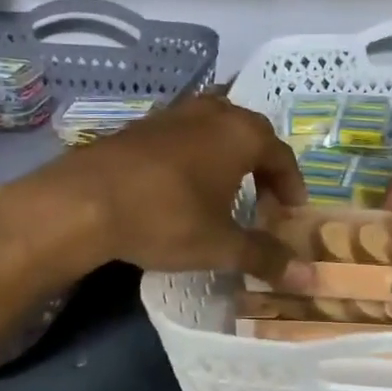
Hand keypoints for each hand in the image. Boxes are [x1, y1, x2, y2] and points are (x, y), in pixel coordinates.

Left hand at [2, 93, 317, 289]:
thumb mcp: (220, 245)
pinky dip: (197, 154)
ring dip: (228, 156)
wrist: (83, 201)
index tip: (290, 213)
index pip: (282, 155)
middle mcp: (213, 112)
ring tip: (225, 190)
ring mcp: (175, 113)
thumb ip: (265, 257)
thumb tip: (308, 278)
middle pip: (251, 134)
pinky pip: (186, 134)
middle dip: (263, 167)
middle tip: (262, 201)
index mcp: (241, 133)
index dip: (291, 186)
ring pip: (216, 128)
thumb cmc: (165, 217)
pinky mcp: (143, 124)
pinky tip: (182, 184)